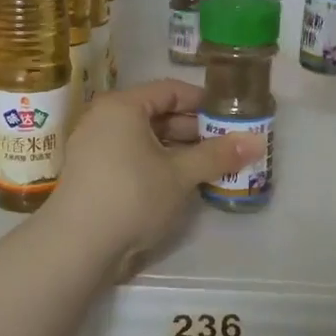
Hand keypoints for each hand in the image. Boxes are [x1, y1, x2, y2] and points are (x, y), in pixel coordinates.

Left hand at [44, 80, 265, 277]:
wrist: (77, 245)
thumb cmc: (132, 196)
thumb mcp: (180, 174)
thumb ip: (217, 155)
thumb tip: (257, 142)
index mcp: (123, 106)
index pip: (170, 90)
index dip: (203, 101)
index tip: (231, 115)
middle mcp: (104, 119)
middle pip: (157, 114)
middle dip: (194, 129)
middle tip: (227, 143)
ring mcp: (94, 147)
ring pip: (145, 139)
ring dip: (179, 150)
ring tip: (212, 165)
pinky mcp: (93, 174)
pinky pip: (132, 157)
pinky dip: (158, 164)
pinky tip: (182, 182)